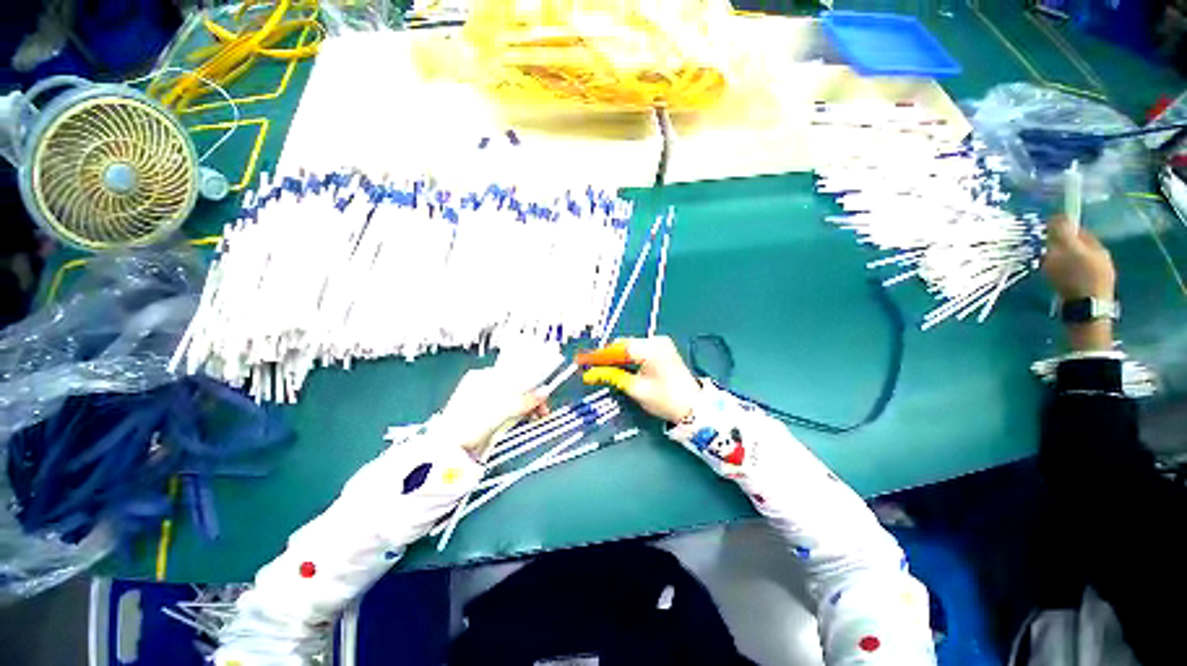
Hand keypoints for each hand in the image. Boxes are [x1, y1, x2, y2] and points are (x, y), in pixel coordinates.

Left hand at [440, 341, 561, 455]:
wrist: (448, 451)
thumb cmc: (468, 425)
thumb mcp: (501, 409)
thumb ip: (524, 400)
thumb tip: (544, 392)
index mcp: (483, 377)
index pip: (514, 373)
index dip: (531, 381)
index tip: (543, 390)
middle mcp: (483, 386)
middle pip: (515, 386)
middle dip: (531, 396)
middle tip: (543, 408)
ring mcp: (484, 402)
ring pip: (513, 399)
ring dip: (527, 406)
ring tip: (538, 415)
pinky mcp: (486, 417)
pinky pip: (508, 410)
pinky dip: (519, 413)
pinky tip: (527, 418)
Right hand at [576, 336, 701, 422]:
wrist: (694, 407)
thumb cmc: (665, 399)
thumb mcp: (636, 389)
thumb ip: (612, 377)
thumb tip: (590, 374)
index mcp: (651, 349)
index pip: (618, 347)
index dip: (598, 355)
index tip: (581, 360)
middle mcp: (656, 341)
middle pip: (624, 345)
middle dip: (607, 355)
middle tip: (590, 367)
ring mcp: (660, 344)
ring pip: (630, 347)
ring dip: (616, 357)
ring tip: (601, 368)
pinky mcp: (662, 350)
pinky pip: (638, 350)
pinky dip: (627, 358)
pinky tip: (618, 366)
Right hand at [1043, 215, 1116, 351]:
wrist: (1087, 310)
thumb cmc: (1074, 277)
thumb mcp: (1064, 251)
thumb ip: (1062, 233)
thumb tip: (1059, 215)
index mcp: (1097, 247)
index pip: (1079, 232)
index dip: (1064, 232)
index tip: (1048, 237)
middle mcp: (1103, 259)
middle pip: (1080, 249)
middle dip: (1065, 250)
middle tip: (1047, 256)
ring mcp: (1102, 277)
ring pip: (1081, 264)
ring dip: (1067, 265)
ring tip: (1053, 272)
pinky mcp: (1095, 292)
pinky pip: (1081, 278)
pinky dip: (1070, 278)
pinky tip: (1062, 285)